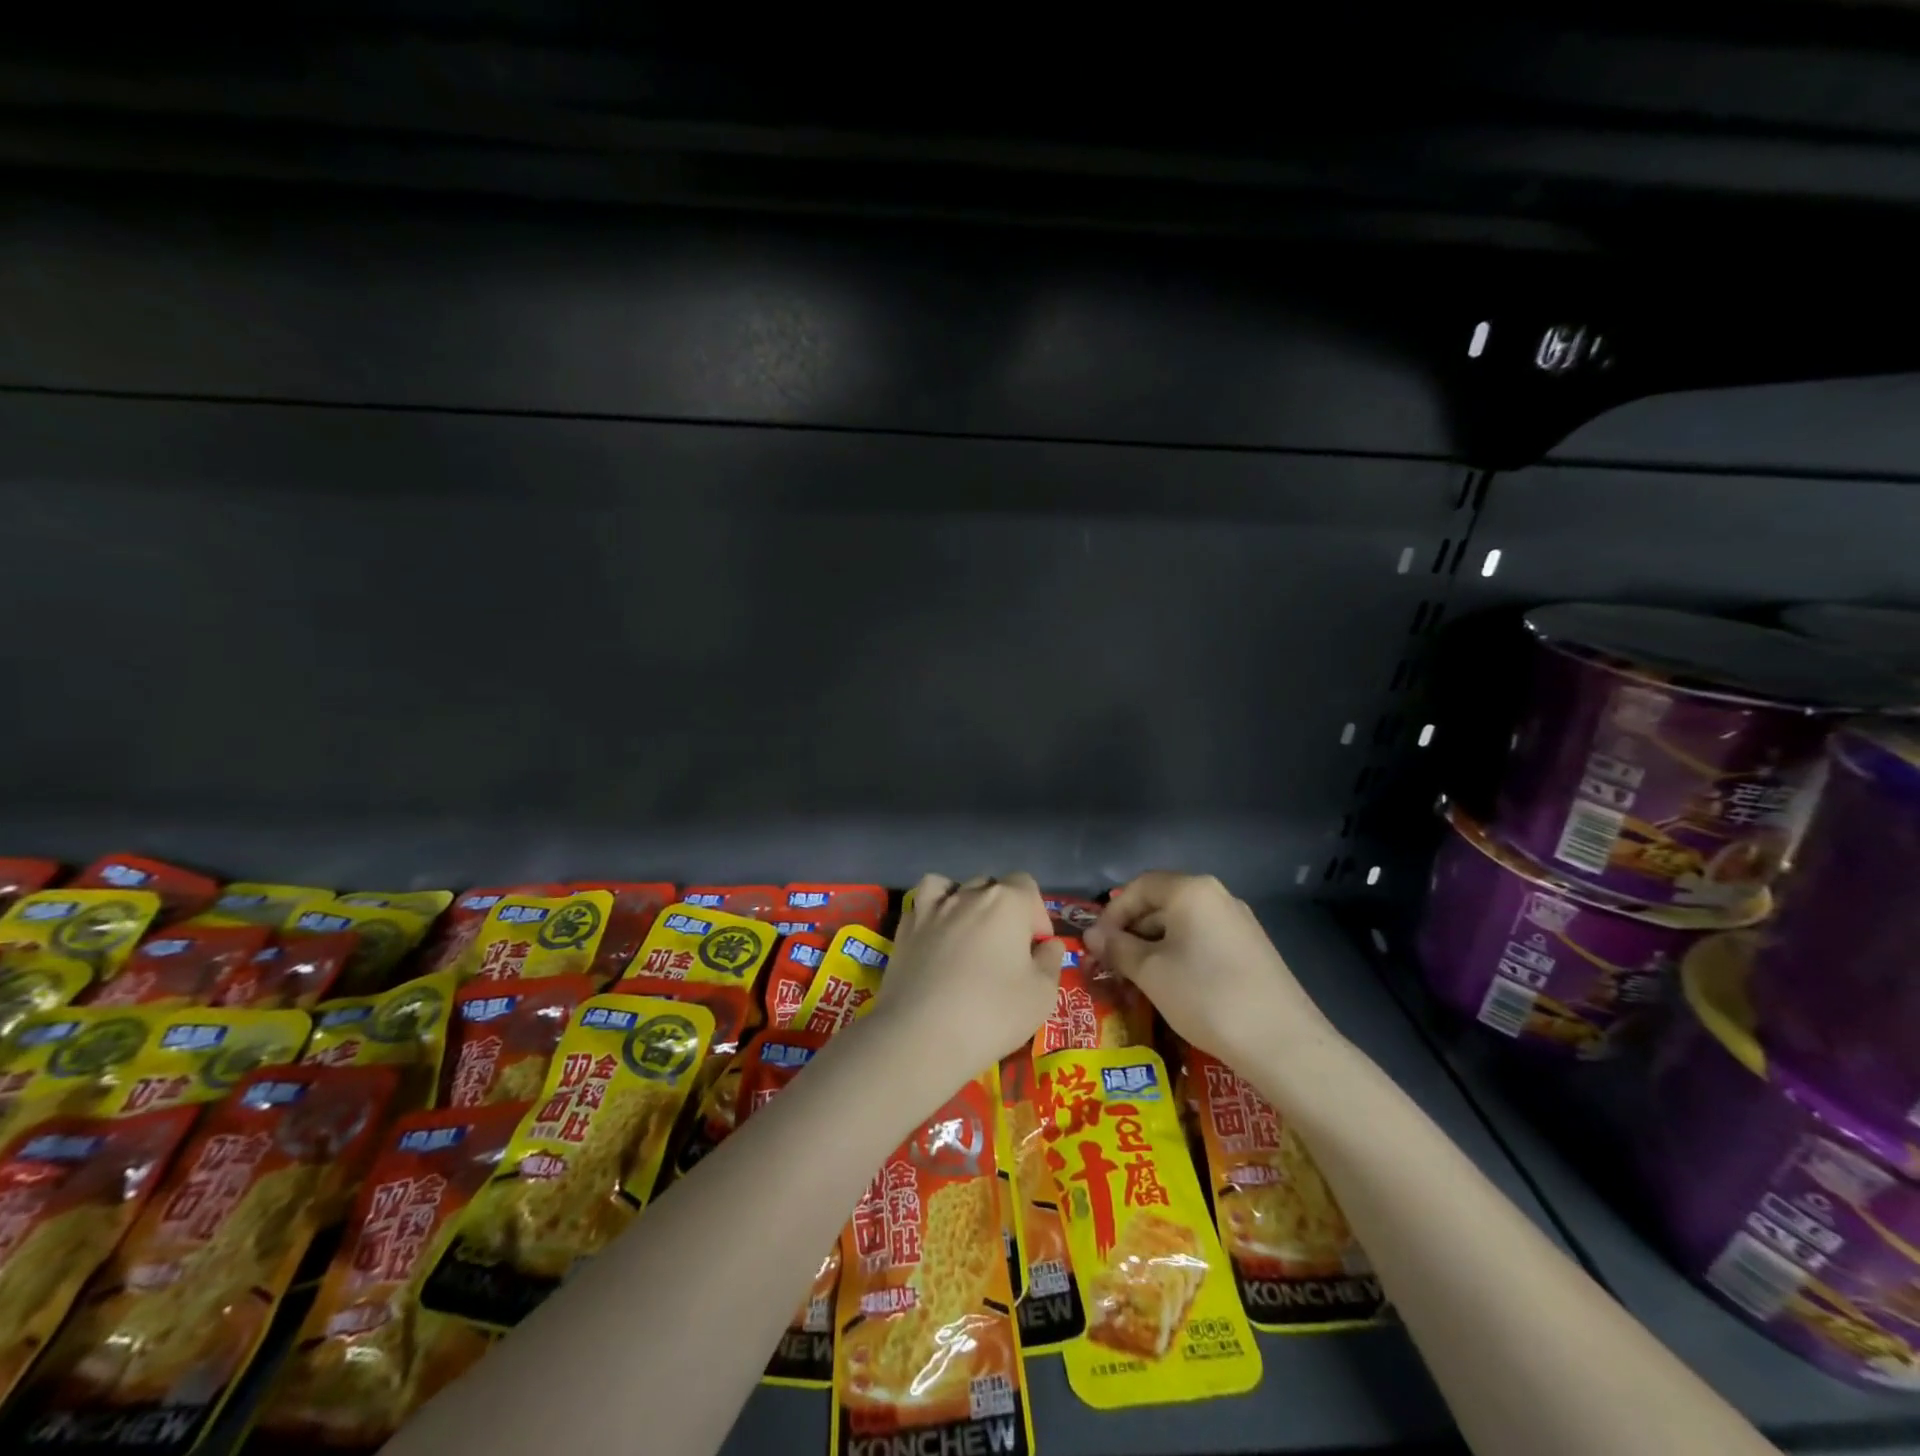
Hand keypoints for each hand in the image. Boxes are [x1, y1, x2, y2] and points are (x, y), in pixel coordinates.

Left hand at [878, 872, 1065, 1086]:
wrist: (922, 1035)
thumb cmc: (992, 1013)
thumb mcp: (1042, 994)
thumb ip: (1050, 961)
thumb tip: (1047, 945)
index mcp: (1006, 902)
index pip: (1026, 885)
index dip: (1037, 914)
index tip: (1036, 948)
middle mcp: (968, 895)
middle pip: (991, 887)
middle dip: (1003, 910)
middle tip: (1006, 949)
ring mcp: (931, 909)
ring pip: (952, 887)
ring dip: (965, 902)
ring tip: (968, 934)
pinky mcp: (904, 929)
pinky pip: (921, 904)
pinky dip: (931, 912)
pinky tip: (936, 937)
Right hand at [1087, 872, 1333, 1066]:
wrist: (1282, 1043)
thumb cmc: (1205, 996)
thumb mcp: (1150, 972)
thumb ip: (1117, 948)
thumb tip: (1091, 936)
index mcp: (1191, 890)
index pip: (1139, 887)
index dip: (1112, 913)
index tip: (1097, 945)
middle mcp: (1218, 896)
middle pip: (1161, 902)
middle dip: (1132, 931)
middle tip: (1113, 965)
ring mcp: (1239, 922)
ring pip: (1182, 924)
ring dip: (1154, 946)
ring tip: (1138, 979)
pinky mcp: (1252, 949)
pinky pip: (1203, 940)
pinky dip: (1180, 955)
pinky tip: (1173, 986)